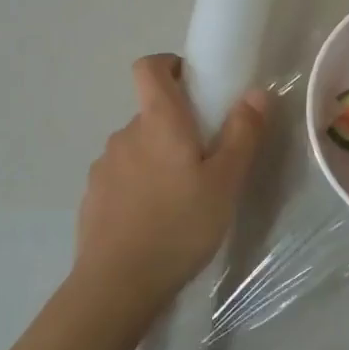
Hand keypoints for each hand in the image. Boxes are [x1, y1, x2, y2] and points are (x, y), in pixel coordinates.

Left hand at [72, 54, 267, 309]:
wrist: (118, 284)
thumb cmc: (180, 225)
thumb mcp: (226, 181)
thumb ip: (242, 133)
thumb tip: (255, 91)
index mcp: (158, 121)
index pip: (149, 67)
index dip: (170, 65)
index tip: (195, 85)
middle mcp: (125, 134)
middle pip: (151, 112)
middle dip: (178, 126)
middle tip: (207, 160)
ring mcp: (104, 166)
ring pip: (138, 147)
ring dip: (159, 158)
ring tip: (182, 198)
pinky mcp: (93, 197)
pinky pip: (122, 177)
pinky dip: (140, 186)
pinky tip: (156, 220)